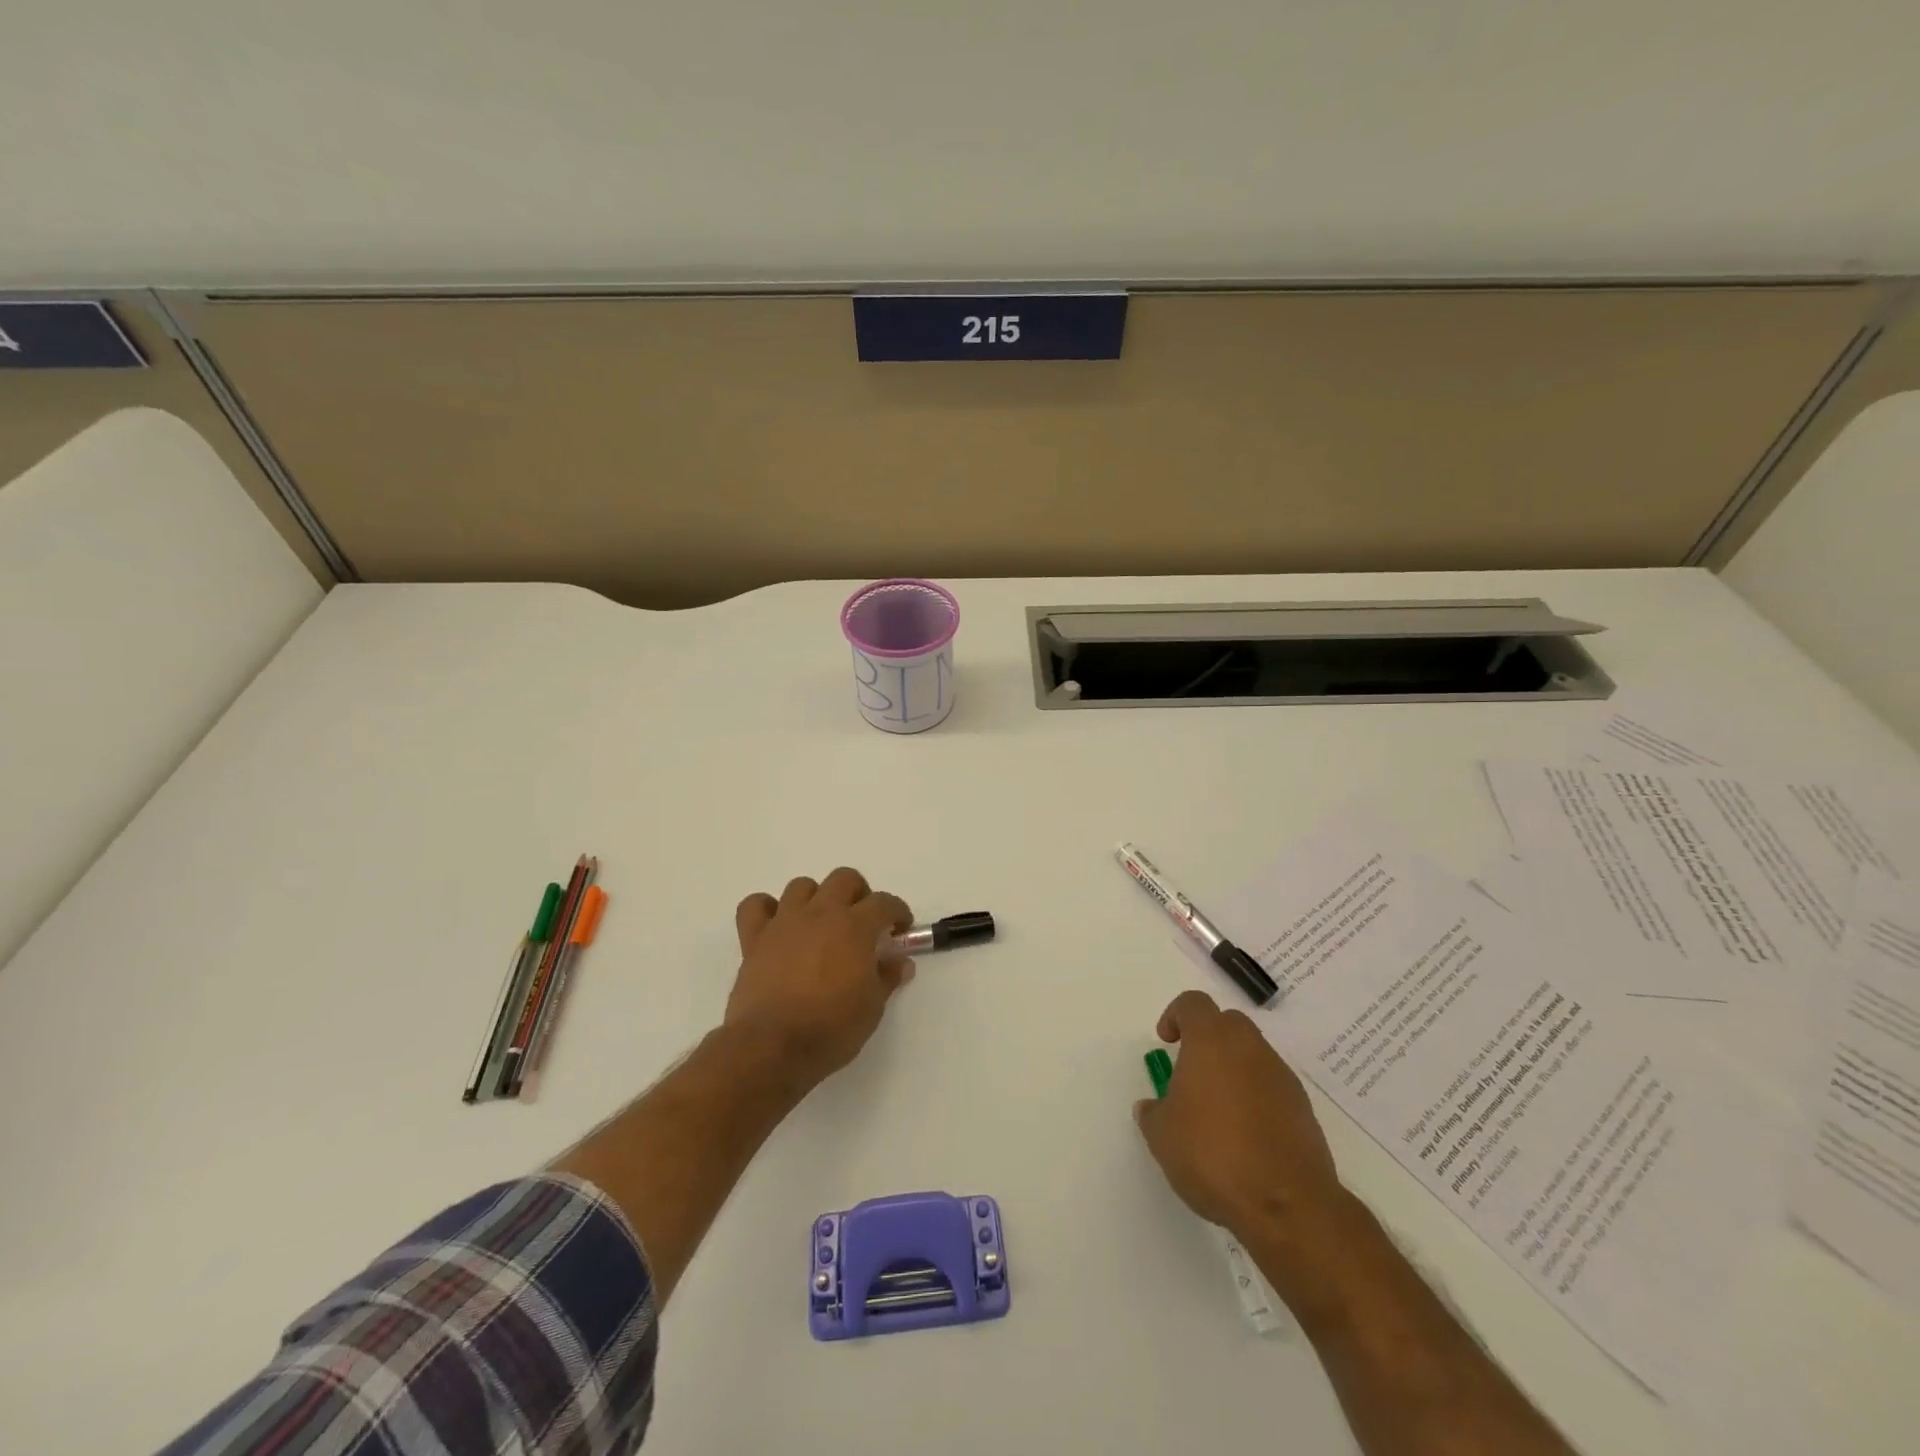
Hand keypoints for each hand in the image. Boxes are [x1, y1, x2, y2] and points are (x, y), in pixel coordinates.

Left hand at [724, 868, 913, 1089]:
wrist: (773, 1046)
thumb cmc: (831, 1028)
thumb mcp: (872, 1007)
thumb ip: (887, 977)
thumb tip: (900, 963)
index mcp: (855, 927)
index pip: (884, 902)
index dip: (897, 911)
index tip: (900, 928)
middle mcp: (821, 913)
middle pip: (844, 878)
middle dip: (858, 894)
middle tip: (862, 921)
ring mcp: (785, 922)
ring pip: (801, 886)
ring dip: (815, 898)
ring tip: (820, 923)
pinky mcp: (754, 938)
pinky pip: (755, 906)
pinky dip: (766, 909)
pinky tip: (776, 927)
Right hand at [1134, 990, 1345, 1239]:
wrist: (1287, 1204)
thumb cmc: (1212, 1155)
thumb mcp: (1162, 1136)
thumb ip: (1153, 1113)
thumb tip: (1152, 1108)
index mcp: (1211, 1041)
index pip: (1193, 1003)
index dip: (1176, 1016)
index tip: (1167, 1041)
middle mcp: (1249, 1048)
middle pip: (1228, 1023)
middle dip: (1208, 1038)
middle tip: (1192, 1072)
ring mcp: (1281, 1077)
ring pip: (1253, 1055)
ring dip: (1234, 1069)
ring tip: (1217, 1111)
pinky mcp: (1303, 1109)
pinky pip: (1272, 1087)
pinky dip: (1256, 1098)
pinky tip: (1245, 1135)